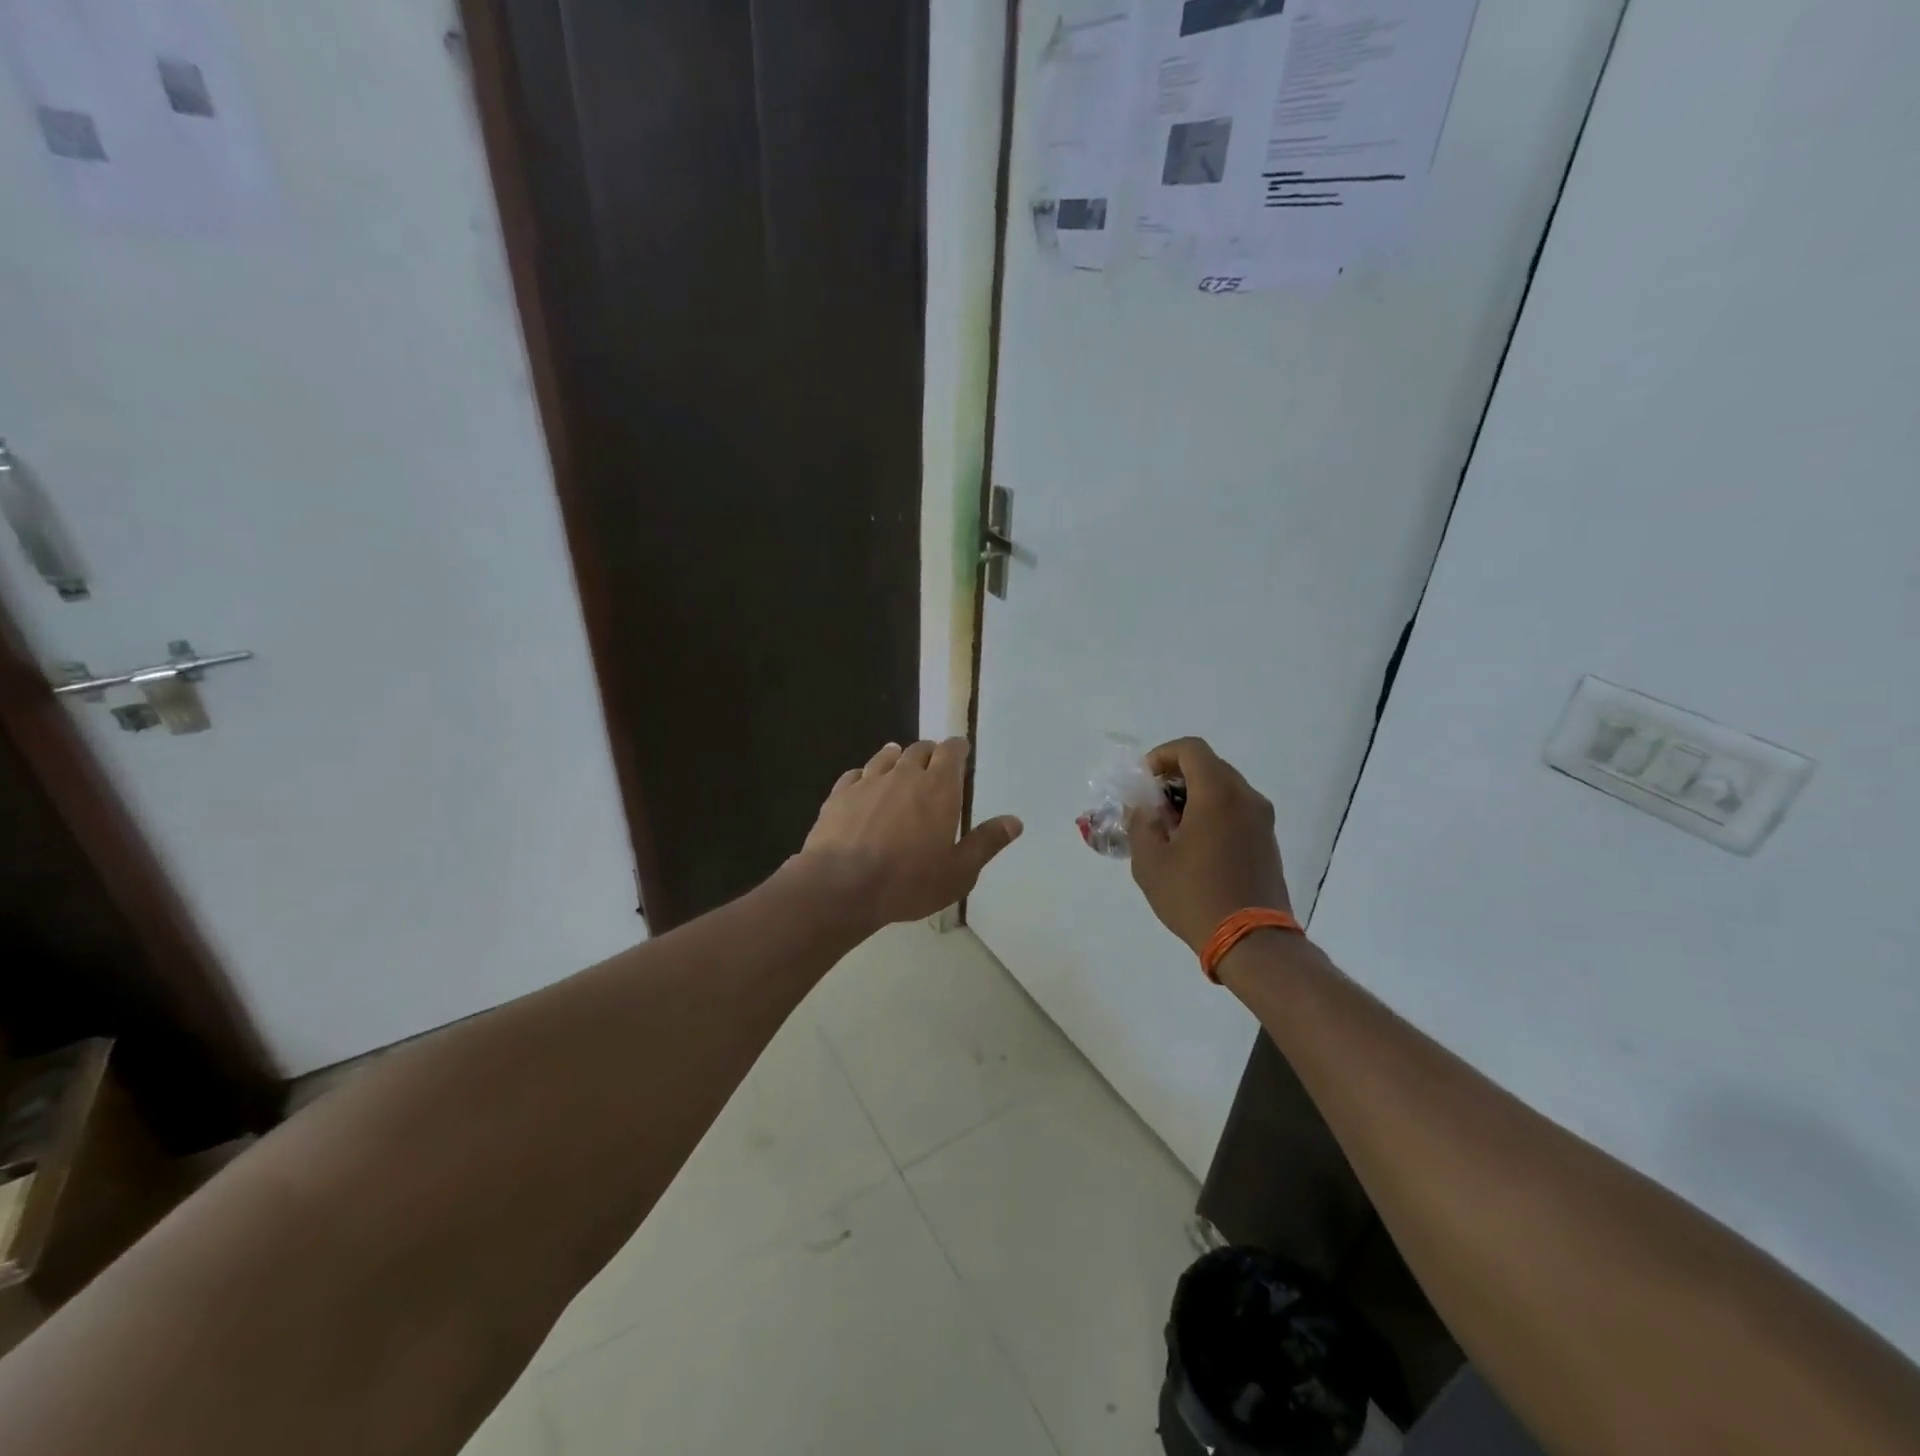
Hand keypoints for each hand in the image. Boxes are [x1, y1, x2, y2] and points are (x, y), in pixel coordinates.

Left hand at [798, 738, 1023, 928]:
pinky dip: (865, 776)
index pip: (951, 751)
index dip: (957, 748)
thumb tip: (1014, 821)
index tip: (961, 751)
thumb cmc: (908, 882)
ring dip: (896, 758)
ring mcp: (868, 782)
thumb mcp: (959, 872)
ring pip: (886, 756)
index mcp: (938, 788)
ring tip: (899, 764)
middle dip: (929, 753)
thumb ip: (986, 843)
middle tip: (934, 765)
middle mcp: (904, 774)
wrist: (841, 886)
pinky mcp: (839, 795)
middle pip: (919, 749)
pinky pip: (855, 774)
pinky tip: (863, 786)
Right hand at [1126, 737, 1291, 953]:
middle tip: (1152, 805)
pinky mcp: (1268, 841)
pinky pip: (1236, 811)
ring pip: (1224, 789)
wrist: (1252, 942)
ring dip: (1194, 797)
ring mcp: (1262, 820)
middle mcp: (1246, 797)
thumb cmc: (1195, 895)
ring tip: (1170, 829)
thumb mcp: (1150, 860)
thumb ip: (1140, 823)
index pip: (1190, 749)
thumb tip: (1143, 808)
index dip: (1162, 756)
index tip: (1144, 782)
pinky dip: (1212, 814)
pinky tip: (1194, 846)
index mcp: (1218, 793)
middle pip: (1208, 766)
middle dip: (1175, 778)